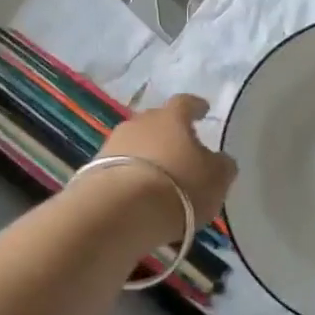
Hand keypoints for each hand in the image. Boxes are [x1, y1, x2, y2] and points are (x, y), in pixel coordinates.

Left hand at [96, 94, 236, 231]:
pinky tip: (137, 196)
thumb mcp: (216, 179)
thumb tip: (220, 160)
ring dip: (146, 157)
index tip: (203, 110)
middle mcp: (140, 122)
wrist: (118, 212)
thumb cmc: (179, 187)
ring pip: (135, 145)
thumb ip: (221, 166)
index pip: (186, 103)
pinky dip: (129, 177)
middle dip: (168, 133)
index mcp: (172, 117)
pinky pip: (119, 168)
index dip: (196, 107)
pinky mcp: (92, 170)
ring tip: (158, 178)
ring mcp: (113, 144)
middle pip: (157, 122)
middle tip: (180, 150)